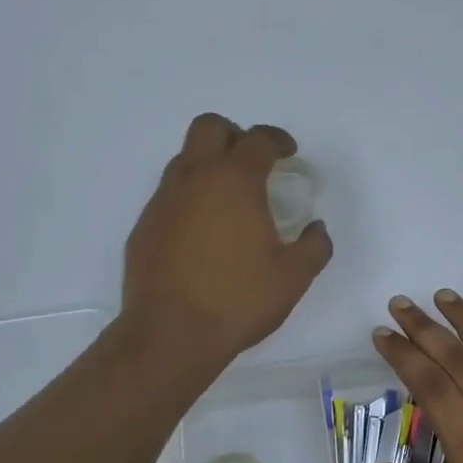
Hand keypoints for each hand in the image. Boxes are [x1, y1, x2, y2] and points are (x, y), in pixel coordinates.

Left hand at [123, 115, 332, 361]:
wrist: (170, 334)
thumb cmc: (238, 299)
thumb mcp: (293, 276)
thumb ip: (314, 246)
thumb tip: (317, 229)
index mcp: (234, 181)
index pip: (257, 139)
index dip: (277, 140)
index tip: (288, 153)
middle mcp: (194, 179)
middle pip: (209, 128)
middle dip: (234, 135)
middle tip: (252, 162)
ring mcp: (163, 201)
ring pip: (184, 159)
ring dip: (208, 165)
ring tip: (228, 200)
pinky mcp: (144, 226)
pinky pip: (169, 195)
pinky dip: (189, 198)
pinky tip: (202, 232)